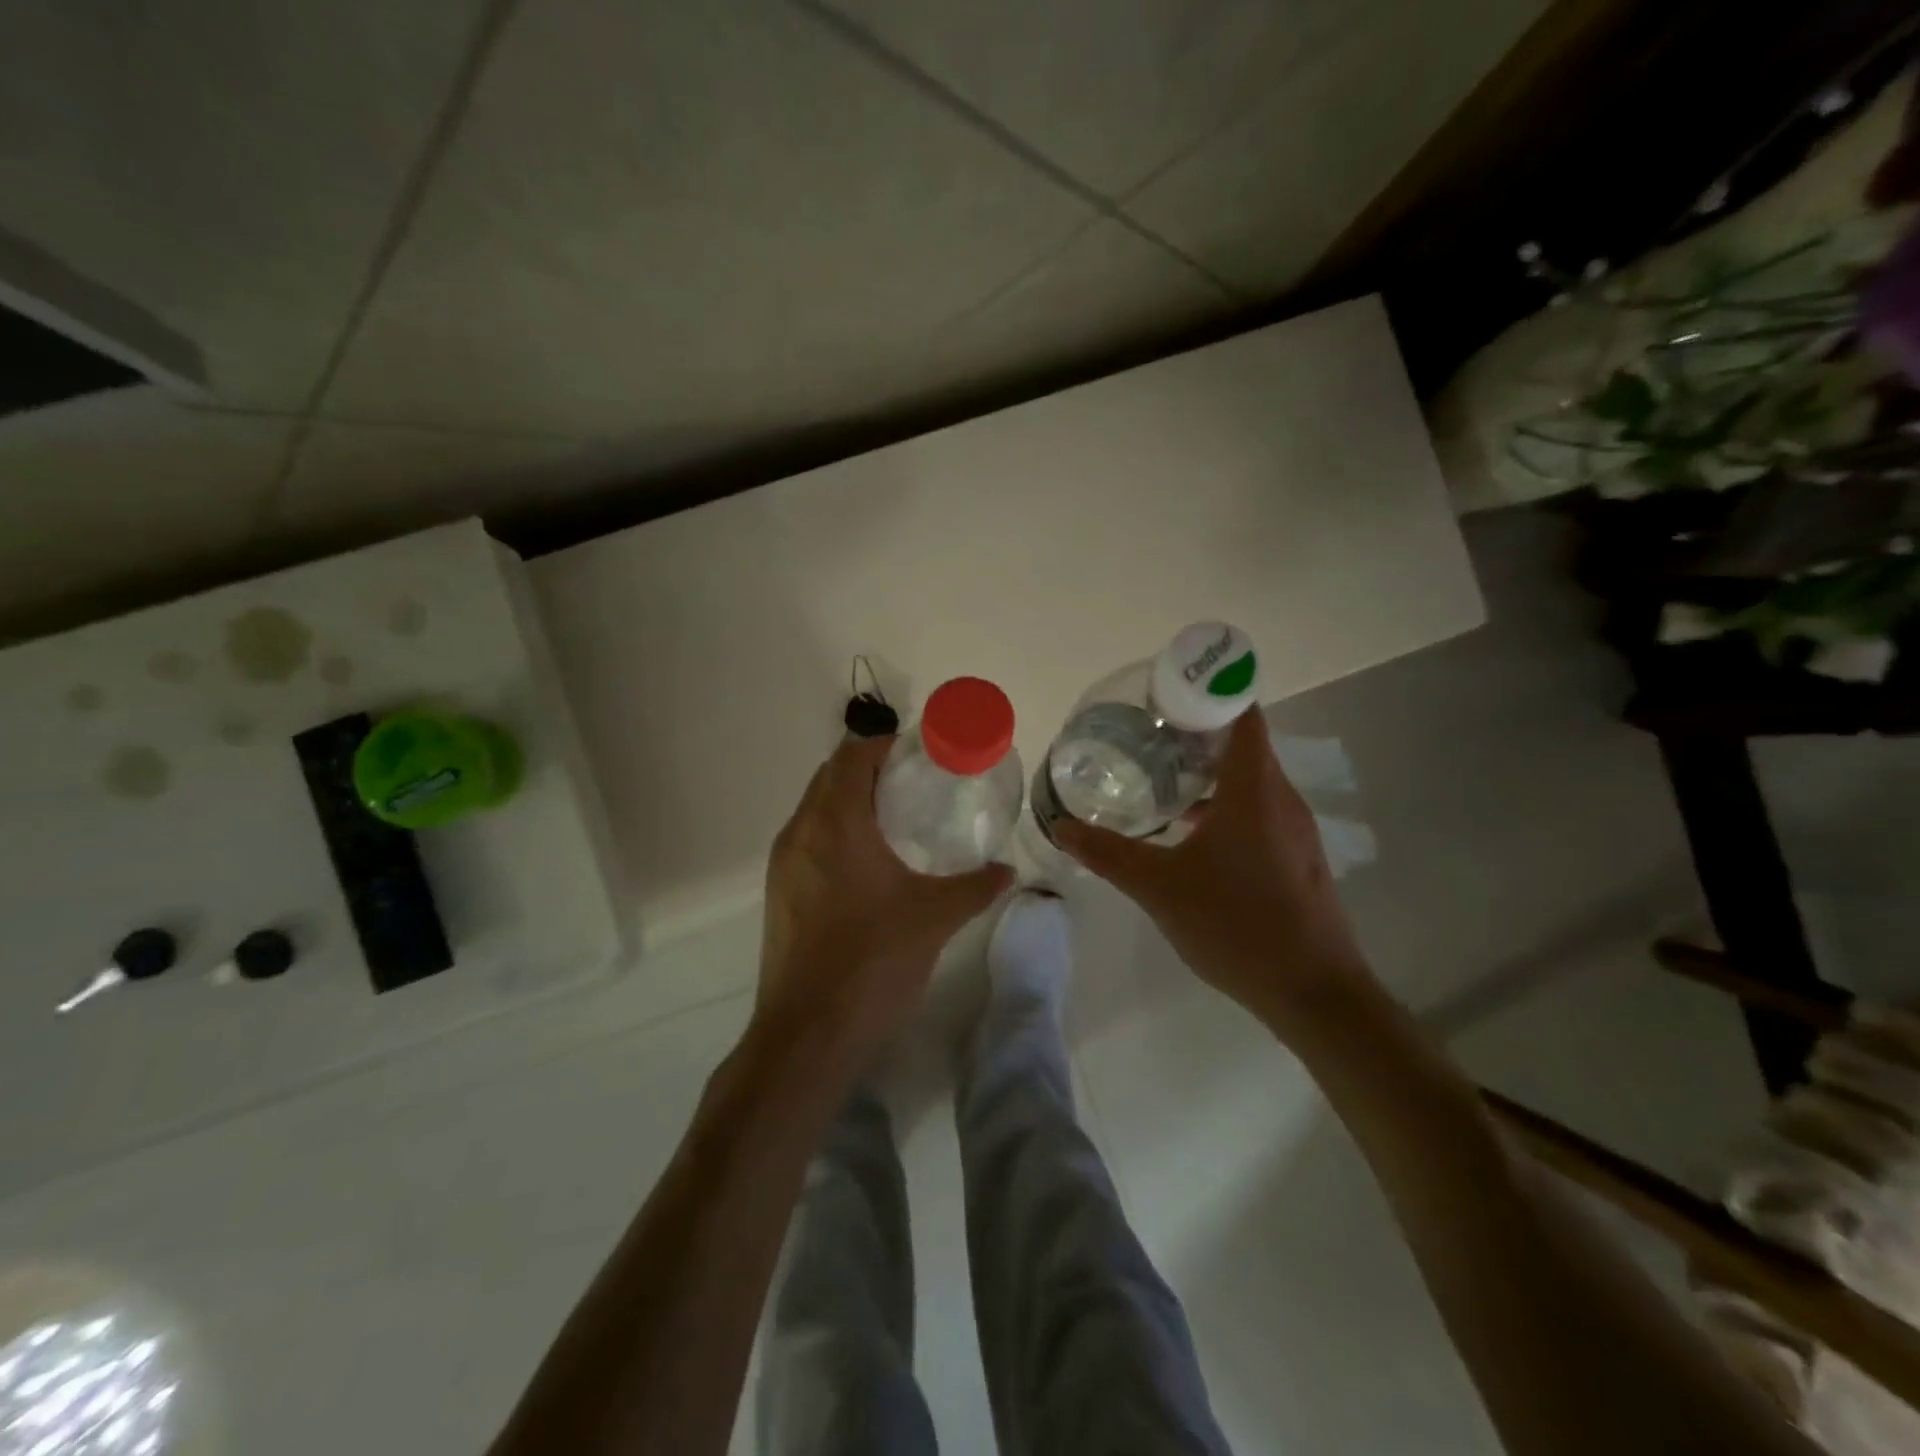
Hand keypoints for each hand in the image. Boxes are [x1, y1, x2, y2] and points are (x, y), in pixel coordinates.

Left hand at [755, 735, 1012, 1066]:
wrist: (807, 1033)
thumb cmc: (872, 961)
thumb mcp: (935, 917)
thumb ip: (976, 886)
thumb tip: (1008, 870)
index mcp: (834, 823)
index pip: (851, 755)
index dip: (883, 744)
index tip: (919, 754)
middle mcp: (800, 832)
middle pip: (829, 776)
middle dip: (869, 769)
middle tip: (914, 783)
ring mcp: (783, 864)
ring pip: (815, 809)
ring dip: (849, 800)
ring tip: (895, 819)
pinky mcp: (778, 893)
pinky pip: (807, 840)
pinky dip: (835, 831)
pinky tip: (867, 864)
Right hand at [1052, 711, 1373, 1039]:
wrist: (1312, 992)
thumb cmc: (1235, 923)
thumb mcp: (1159, 887)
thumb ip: (1108, 853)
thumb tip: (1061, 827)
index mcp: (1253, 788)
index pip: (1241, 713)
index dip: (1208, 693)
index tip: (1166, 695)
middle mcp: (1281, 797)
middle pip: (1243, 743)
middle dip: (1196, 734)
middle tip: (1146, 736)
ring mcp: (1294, 829)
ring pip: (1250, 781)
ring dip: (1210, 774)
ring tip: (1160, 781)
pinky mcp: (1297, 857)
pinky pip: (1258, 811)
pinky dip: (1225, 805)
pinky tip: (1189, 835)